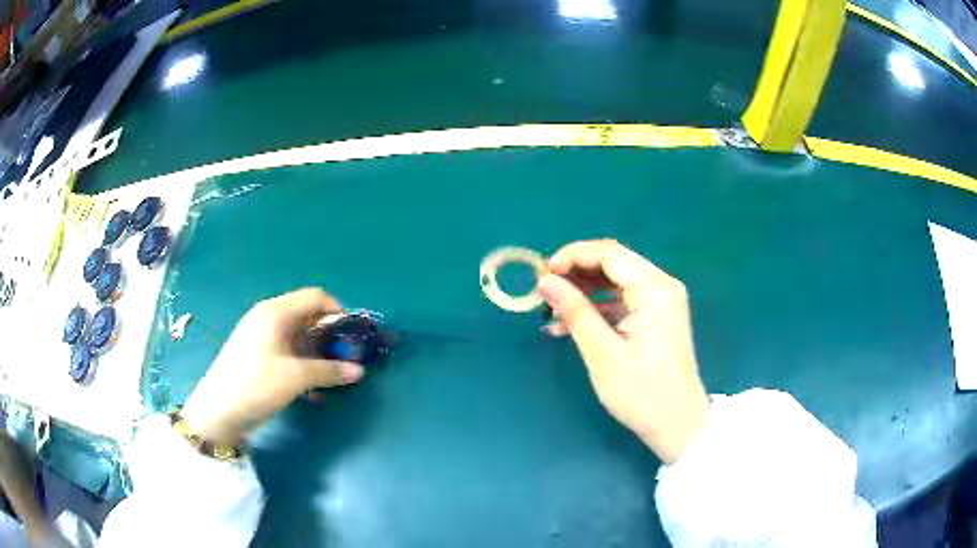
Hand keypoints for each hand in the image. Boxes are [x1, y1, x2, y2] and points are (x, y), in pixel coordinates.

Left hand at [181, 288, 364, 445]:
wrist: (218, 410)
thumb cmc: (256, 385)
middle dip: (330, 334)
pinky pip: (287, 350)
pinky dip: (303, 362)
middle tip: (346, 357)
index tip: (353, 336)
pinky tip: (312, 388)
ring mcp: (260, 336)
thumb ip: (329, 371)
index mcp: (276, 312)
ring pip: (298, 335)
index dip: (338, 311)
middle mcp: (268, 317)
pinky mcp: (257, 354)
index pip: (315, 297)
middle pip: (307, 315)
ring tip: (332, 375)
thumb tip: (360, 371)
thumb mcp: (296, 378)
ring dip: (318, 352)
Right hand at [538, 240, 708, 463]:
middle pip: (613, 263)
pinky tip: (569, 324)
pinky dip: (597, 307)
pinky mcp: (656, 316)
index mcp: (654, 290)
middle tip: (544, 290)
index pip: (609, 254)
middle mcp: (661, 286)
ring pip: (615, 280)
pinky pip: (622, 300)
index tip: (543, 273)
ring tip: (551, 310)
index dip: (573, 256)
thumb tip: (545, 281)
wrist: (677, 423)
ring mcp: (660, 301)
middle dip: (576, 272)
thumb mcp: (603, 354)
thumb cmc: (642, 392)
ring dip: (584, 291)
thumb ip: (575, 312)